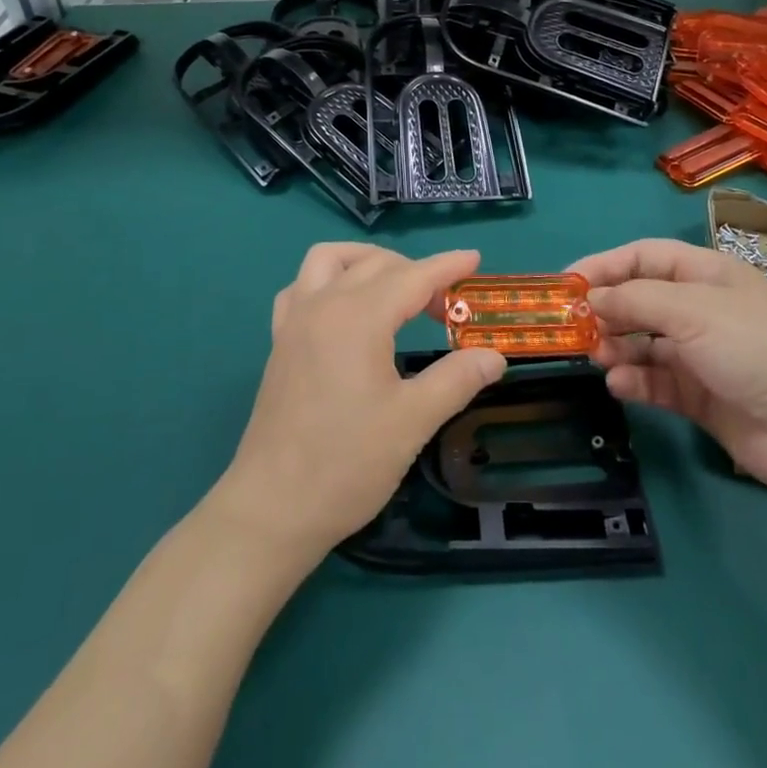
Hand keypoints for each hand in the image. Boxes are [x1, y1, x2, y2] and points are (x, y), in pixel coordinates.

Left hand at [216, 243, 504, 561]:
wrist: (272, 508)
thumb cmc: (347, 463)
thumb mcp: (412, 421)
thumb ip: (456, 380)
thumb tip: (494, 356)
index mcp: (358, 317)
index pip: (412, 277)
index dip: (447, 266)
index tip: (475, 258)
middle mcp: (323, 304)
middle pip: (376, 265)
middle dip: (417, 272)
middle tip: (446, 306)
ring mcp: (294, 321)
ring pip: (329, 260)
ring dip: (366, 261)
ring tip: (395, 288)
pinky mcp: (279, 341)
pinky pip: (301, 287)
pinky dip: (328, 281)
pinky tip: (344, 308)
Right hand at [571, 238, 766, 493]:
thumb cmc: (754, 346)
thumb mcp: (691, 309)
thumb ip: (634, 299)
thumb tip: (591, 298)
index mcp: (706, 274)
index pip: (644, 257)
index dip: (604, 265)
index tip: (565, 284)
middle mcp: (703, 310)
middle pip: (641, 300)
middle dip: (607, 310)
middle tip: (574, 327)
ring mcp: (703, 355)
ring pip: (645, 343)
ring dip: (617, 346)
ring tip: (596, 356)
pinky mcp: (703, 397)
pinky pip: (658, 382)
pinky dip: (636, 381)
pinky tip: (620, 385)